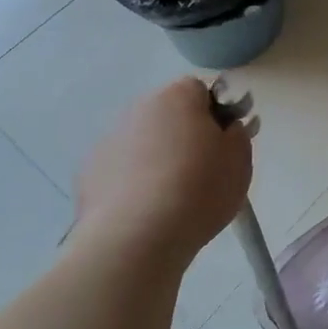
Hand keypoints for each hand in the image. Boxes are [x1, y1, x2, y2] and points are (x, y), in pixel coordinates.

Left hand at [73, 77, 252, 264]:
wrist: (135, 238)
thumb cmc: (198, 189)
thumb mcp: (240, 160)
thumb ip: (238, 134)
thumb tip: (227, 128)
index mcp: (177, 97)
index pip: (200, 90)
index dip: (215, 114)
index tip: (223, 143)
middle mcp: (138, 108)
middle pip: (168, 113)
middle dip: (184, 133)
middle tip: (202, 168)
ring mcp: (108, 139)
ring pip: (142, 140)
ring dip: (157, 156)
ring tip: (172, 195)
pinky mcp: (88, 173)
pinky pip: (120, 168)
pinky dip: (132, 180)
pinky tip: (145, 209)